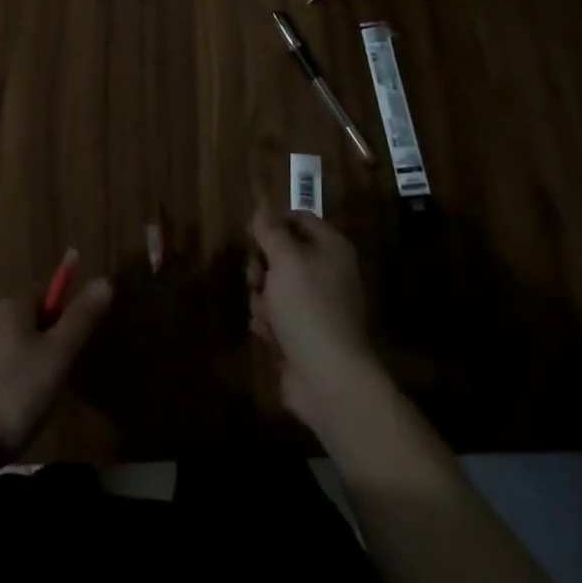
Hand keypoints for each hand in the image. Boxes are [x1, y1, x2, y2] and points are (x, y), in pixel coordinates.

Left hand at [0, 279, 112, 461]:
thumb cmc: (13, 394)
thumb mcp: (57, 355)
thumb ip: (81, 318)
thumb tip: (105, 280)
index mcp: (11, 306)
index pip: (48, 296)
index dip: (66, 321)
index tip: (74, 351)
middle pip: (32, 324)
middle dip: (50, 348)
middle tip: (62, 379)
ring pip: (16, 351)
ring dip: (32, 370)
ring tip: (41, 402)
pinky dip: (13, 387)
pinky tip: (17, 415)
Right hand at [249, 208, 377, 425]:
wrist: (328, 378)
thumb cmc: (308, 308)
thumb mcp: (285, 260)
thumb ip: (271, 230)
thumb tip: (263, 204)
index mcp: (331, 248)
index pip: (299, 218)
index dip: (273, 223)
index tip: (251, 235)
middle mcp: (326, 272)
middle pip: (281, 252)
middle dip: (262, 266)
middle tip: (257, 278)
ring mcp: (315, 304)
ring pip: (273, 285)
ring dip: (262, 298)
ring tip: (267, 315)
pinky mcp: (302, 332)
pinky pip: (275, 314)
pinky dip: (268, 322)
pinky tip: (270, 335)